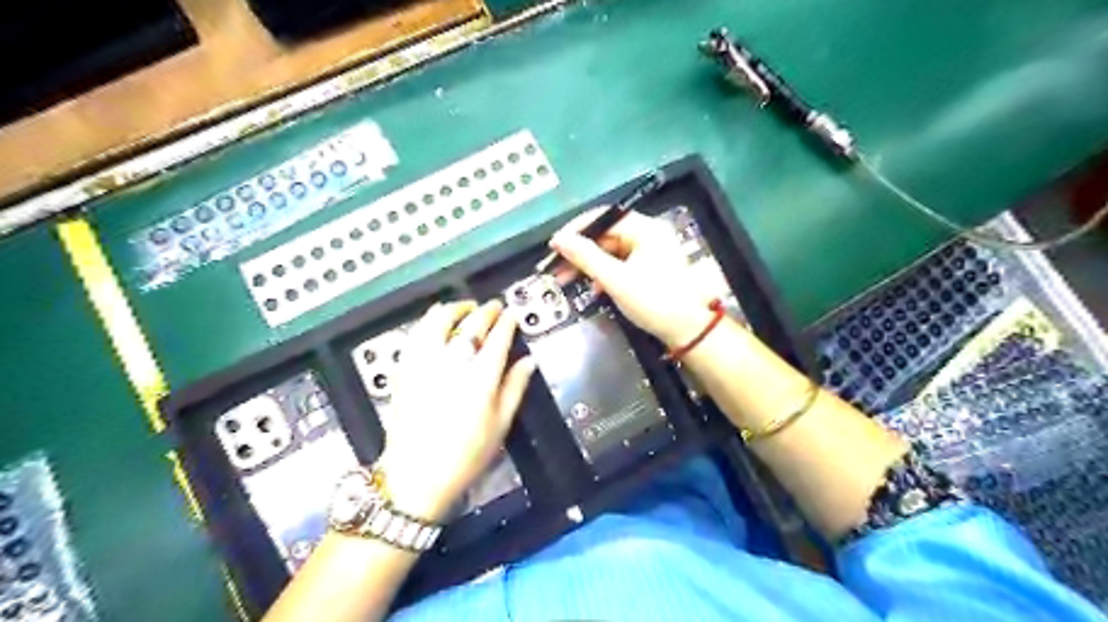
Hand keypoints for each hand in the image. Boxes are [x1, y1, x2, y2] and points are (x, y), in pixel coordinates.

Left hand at [379, 299, 540, 518]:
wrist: (417, 477)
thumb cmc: (465, 455)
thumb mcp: (500, 425)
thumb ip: (515, 387)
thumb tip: (528, 362)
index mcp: (480, 378)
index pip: (497, 337)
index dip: (507, 321)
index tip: (512, 314)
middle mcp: (452, 363)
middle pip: (471, 325)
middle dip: (485, 311)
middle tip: (493, 307)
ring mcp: (424, 364)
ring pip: (438, 322)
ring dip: (454, 309)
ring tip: (464, 308)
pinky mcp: (404, 370)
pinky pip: (416, 335)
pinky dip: (427, 322)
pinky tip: (434, 321)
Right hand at [551, 210, 718, 345]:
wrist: (688, 332)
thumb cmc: (654, 301)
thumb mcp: (616, 279)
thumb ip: (585, 257)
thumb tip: (558, 239)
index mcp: (646, 229)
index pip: (604, 218)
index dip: (576, 229)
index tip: (554, 245)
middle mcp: (649, 235)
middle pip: (606, 235)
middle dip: (579, 251)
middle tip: (555, 266)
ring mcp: (650, 252)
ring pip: (610, 252)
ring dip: (588, 265)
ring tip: (565, 279)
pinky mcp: (649, 269)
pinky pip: (620, 264)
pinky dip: (603, 274)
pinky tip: (592, 288)